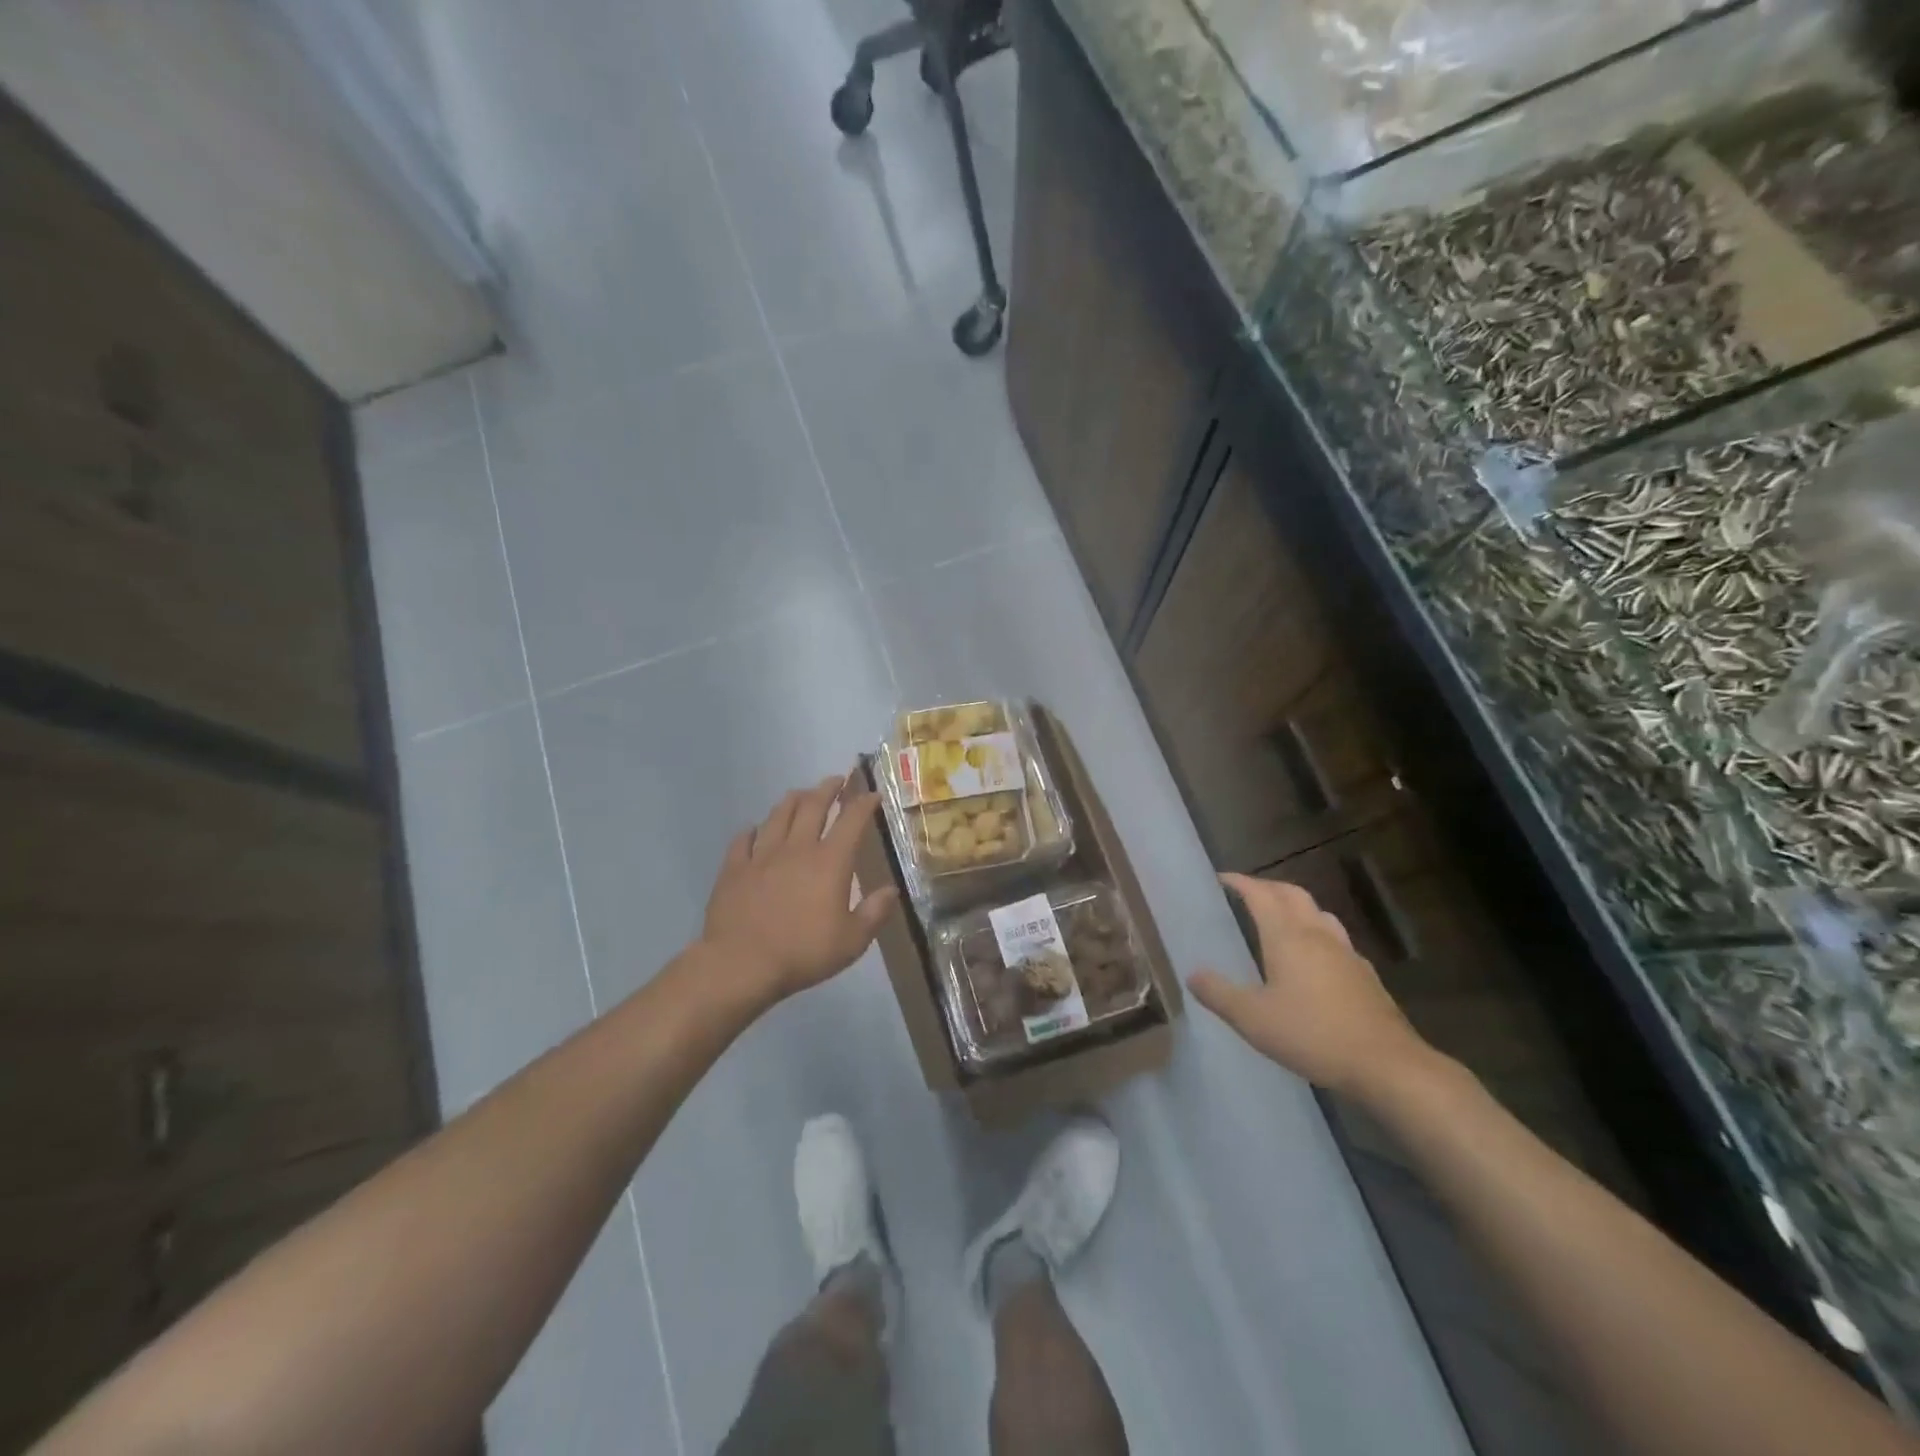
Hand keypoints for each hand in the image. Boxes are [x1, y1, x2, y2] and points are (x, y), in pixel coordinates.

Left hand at [700, 775, 898, 1005]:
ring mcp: (762, 856)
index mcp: (830, 862)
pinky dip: (751, 831)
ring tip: (800, 793)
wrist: (741, 964)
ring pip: (778, 815)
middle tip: (837, 779)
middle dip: (828, 789)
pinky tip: (753, 829)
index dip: (863, 803)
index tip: (872, 794)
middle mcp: (797, 848)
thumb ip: (874, 912)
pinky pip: (743, 841)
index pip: (851, 821)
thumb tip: (891, 890)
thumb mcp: (852, 941)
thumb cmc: (803, 952)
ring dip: (792, 800)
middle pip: (813, 806)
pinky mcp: (734, 869)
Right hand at [1189, 873, 1431, 1097]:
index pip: (1260, 895)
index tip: (1221, 878)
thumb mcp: (1252, 1019)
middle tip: (1247, 893)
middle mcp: (1317, 935)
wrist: (1386, 1064)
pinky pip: (1336, 940)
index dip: (1240, 882)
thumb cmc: (1312, 1034)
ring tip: (1280, 918)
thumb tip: (1192, 974)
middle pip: (1293, 894)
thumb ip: (1219, 994)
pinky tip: (1315, 958)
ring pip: (1319, 913)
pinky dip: (1318, 933)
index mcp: (1287, 937)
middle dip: (1268, 887)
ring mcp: (1346, 953)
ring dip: (1296, 906)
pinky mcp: (1365, 975)